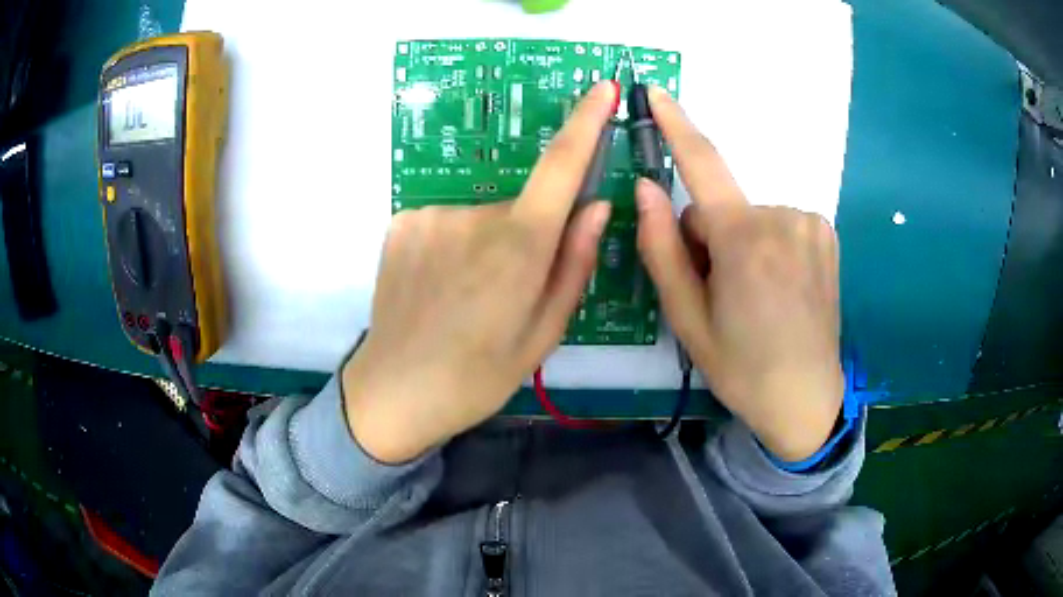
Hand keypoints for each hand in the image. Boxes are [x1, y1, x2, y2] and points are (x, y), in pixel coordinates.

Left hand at [342, 82, 617, 463]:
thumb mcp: (544, 335)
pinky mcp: (400, 222)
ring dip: (487, 245)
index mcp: (519, 248)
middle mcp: (473, 217)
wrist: (393, 393)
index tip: (604, 89)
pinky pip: (446, 222)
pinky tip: (438, 286)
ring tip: (467, 297)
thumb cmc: (477, 377)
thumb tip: (596, 206)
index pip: (561, 166)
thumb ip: (575, 264)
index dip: (586, 122)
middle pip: (521, 207)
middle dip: (528, 237)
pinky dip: (453, 245)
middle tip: (508, 293)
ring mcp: (430, 215)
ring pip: (481, 217)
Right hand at [636, 87, 842, 461]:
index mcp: (745, 239)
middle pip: (723, 208)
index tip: (656, 92)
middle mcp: (783, 216)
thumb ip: (661, 249)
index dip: (676, 125)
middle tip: (719, 292)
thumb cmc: (742, 367)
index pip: (702, 165)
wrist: (806, 399)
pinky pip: (780, 223)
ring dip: (741, 244)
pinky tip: (780, 288)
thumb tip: (645, 189)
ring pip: (752, 217)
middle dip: (710, 238)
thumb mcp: (688, 319)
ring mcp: (811, 224)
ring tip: (753, 297)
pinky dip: (770, 245)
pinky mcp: (826, 234)